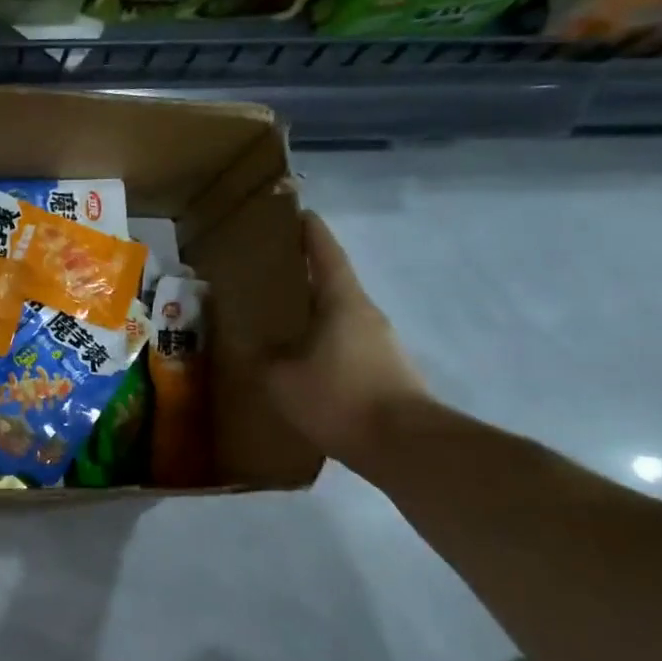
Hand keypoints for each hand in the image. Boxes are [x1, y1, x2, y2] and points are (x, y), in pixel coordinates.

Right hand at [267, 211, 432, 469]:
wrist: (406, 447)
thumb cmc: (339, 398)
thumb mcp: (281, 378)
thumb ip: (264, 356)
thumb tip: (256, 345)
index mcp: (343, 302)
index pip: (327, 254)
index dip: (311, 233)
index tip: (299, 213)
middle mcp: (366, 315)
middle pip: (333, 284)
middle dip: (304, 275)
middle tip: (269, 273)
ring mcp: (380, 345)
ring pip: (338, 318)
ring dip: (312, 314)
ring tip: (278, 320)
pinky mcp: (384, 373)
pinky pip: (344, 346)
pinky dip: (321, 344)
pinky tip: (299, 362)